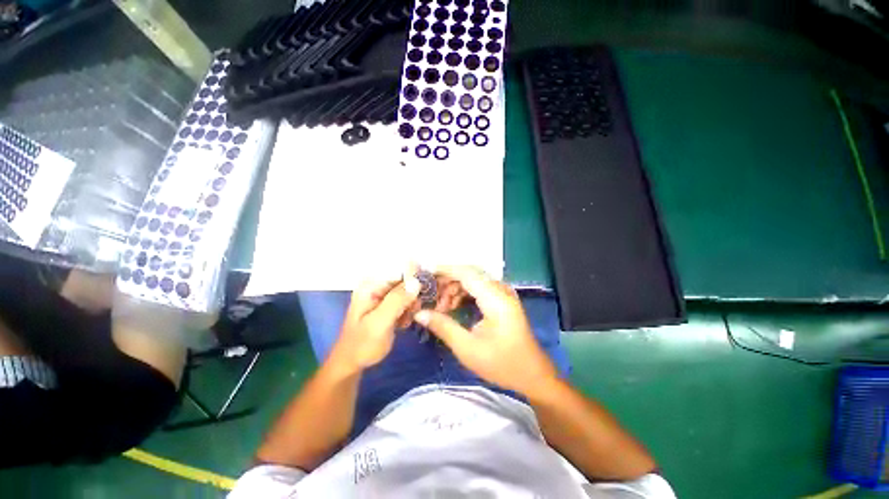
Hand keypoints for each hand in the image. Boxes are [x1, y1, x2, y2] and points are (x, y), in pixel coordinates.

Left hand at [331, 271, 420, 371]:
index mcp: (371, 285)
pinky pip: (406, 300)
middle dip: (414, 294)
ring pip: (408, 290)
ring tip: (405, 319)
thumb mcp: (379, 323)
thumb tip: (416, 282)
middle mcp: (377, 285)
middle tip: (412, 311)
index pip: (399, 270)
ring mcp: (383, 294)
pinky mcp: (388, 304)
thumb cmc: (362, 345)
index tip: (427, 289)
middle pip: (405, 279)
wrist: (352, 363)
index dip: (416, 276)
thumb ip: (397, 301)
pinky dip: (409, 310)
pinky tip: (403, 322)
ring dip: (412, 304)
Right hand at [414, 266, 557, 397]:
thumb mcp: (468, 349)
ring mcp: (502, 293)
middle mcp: (500, 290)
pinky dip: (463, 294)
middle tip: (430, 299)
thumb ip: (443, 327)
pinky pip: (478, 288)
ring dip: (454, 289)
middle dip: (447, 282)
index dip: (444, 271)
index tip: (424, 275)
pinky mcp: (502, 299)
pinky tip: (453, 307)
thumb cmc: (502, 364)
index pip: (466, 273)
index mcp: (495, 298)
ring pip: (472, 280)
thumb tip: (419, 313)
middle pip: (468, 274)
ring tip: (441, 308)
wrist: (532, 374)